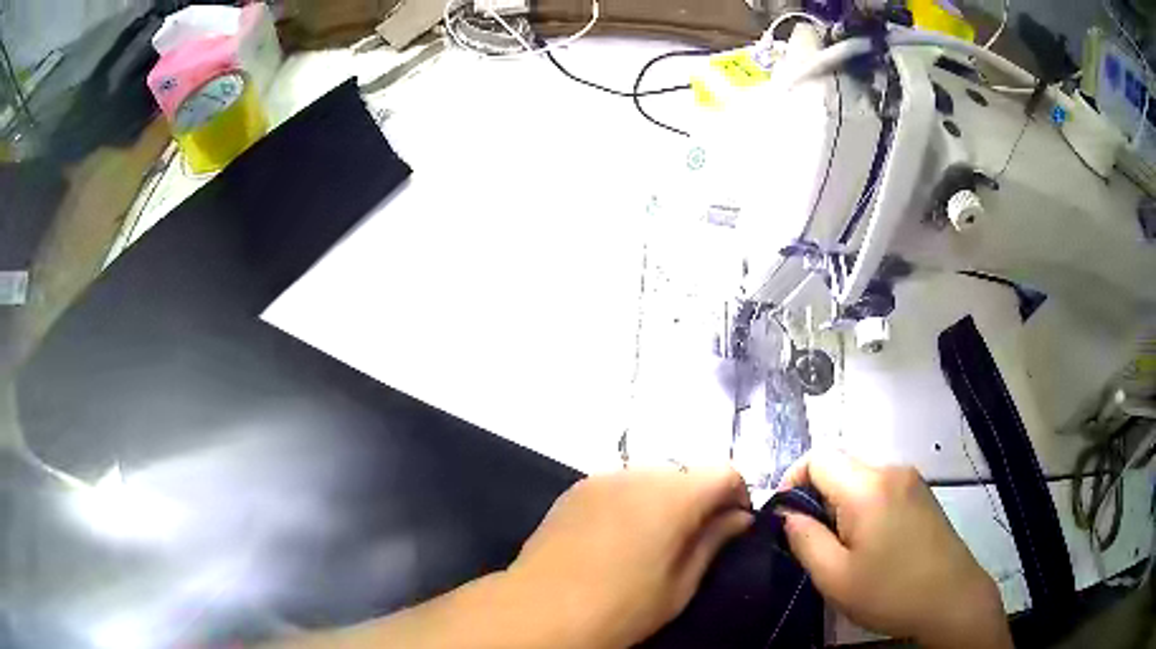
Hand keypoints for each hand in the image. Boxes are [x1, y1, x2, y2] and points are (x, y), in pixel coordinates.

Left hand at [508, 468, 752, 648]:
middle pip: (686, 474)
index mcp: (674, 495)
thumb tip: (739, 517)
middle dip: (700, 500)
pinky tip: (617, 538)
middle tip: (693, 541)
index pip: (725, 473)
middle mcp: (639, 473)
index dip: (738, 497)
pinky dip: (631, 503)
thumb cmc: (622, 607)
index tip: (733, 527)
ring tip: (652, 542)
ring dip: (663, 501)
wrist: (541, 611)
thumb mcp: (681, 584)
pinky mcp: (575, 490)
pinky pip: (619, 487)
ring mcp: (602, 478)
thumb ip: (714, 541)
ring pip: (651, 479)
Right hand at [778, 451, 1011, 648]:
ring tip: (842, 546)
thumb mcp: (835, 577)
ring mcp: (911, 480)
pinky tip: (871, 542)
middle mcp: (891, 470)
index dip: (792, 480)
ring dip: (841, 503)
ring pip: (860, 477)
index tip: (785, 517)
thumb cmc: (890, 592)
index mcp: (868, 487)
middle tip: (813, 540)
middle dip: (817, 496)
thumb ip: (804, 539)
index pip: (818, 458)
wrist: (951, 599)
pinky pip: (881, 486)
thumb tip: (787, 514)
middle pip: (840, 465)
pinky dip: (864, 505)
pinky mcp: (923, 493)